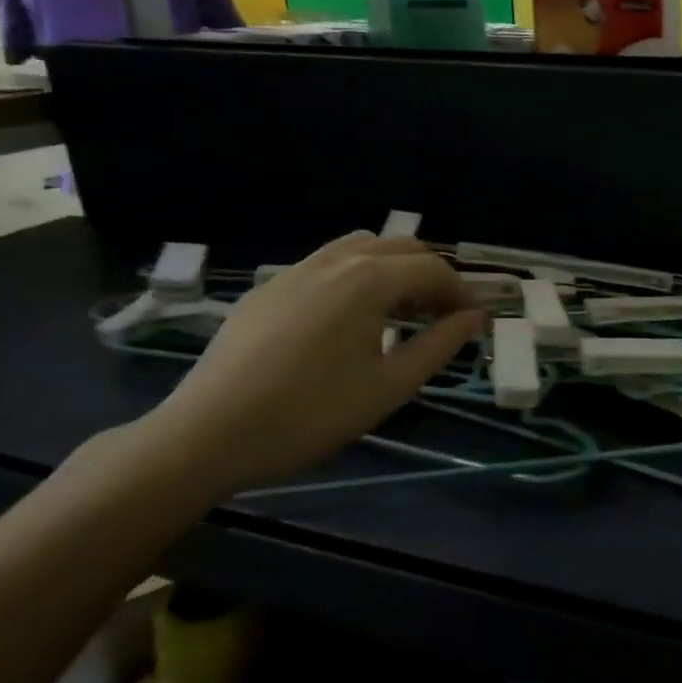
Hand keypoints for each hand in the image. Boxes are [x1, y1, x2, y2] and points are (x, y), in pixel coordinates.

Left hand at [139, 233, 483, 495]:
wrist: (206, 434)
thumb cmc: (311, 413)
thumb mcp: (390, 386)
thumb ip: (439, 345)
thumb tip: (473, 319)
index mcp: (369, 279)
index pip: (433, 269)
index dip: (462, 292)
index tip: (474, 322)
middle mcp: (335, 261)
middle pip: (400, 247)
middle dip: (431, 275)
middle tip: (442, 316)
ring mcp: (295, 271)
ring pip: (360, 247)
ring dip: (392, 268)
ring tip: (399, 309)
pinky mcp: (267, 289)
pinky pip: (325, 264)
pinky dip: (355, 275)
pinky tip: (348, 319)